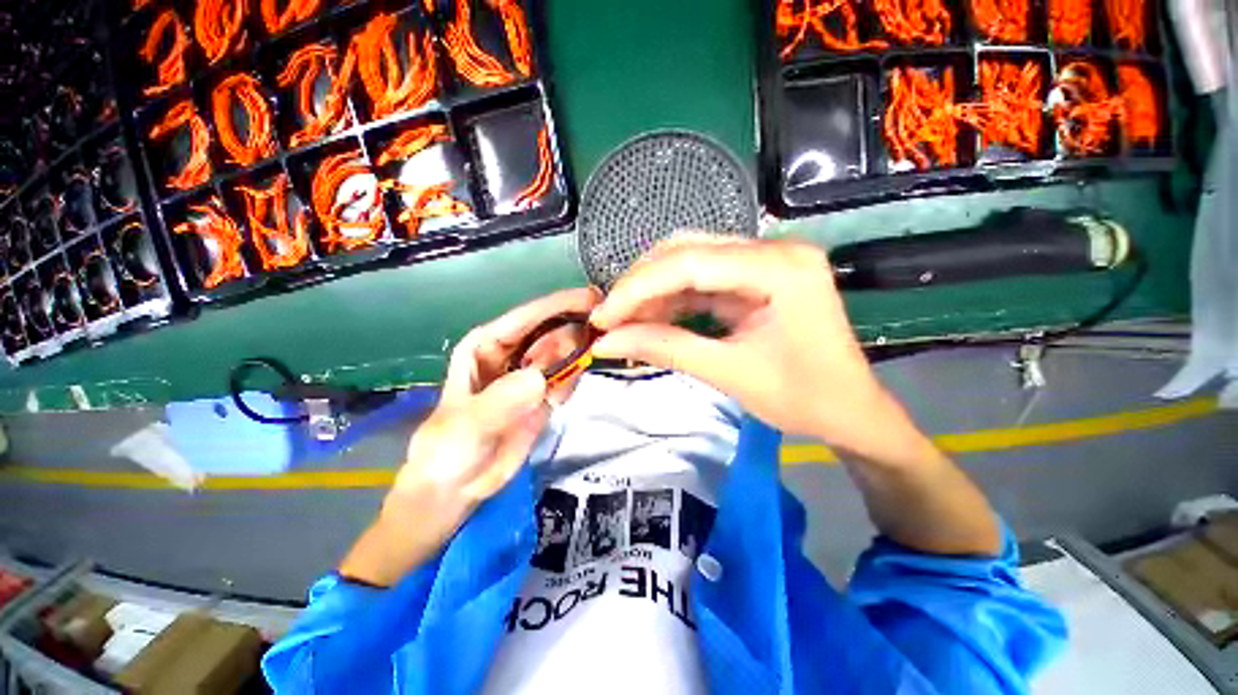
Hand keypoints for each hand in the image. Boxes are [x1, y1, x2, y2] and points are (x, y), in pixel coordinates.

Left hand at [340, 287, 600, 585]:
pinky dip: (571, 382)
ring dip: (577, 357)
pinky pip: (567, 377)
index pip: (527, 317)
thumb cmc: (448, 450)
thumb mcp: (468, 426)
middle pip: (551, 329)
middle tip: (600, 338)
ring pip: (564, 352)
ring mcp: (530, 373)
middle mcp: (511, 352)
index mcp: (487, 344)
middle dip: (576, 329)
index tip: (592, 298)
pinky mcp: (544, 393)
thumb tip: (540, 379)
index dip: (559, 304)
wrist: (457, 487)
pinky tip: (559, 401)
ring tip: (567, 382)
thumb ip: (501, 402)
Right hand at [590, 236, 920, 462]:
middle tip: (610, 318)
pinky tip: (652, 318)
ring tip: (626, 322)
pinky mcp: (755, 278)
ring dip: (653, 292)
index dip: (637, 288)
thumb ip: (665, 349)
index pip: (689, 263)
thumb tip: (605, 343)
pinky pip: (702, 280)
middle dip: (641, 285)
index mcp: (779, 268)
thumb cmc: (803, 399)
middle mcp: (773, 250)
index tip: (602, 317)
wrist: (850, 412)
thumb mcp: (729, 374)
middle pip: (687, 251)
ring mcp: (765, 261)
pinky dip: (672, 299)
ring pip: (689, 262)